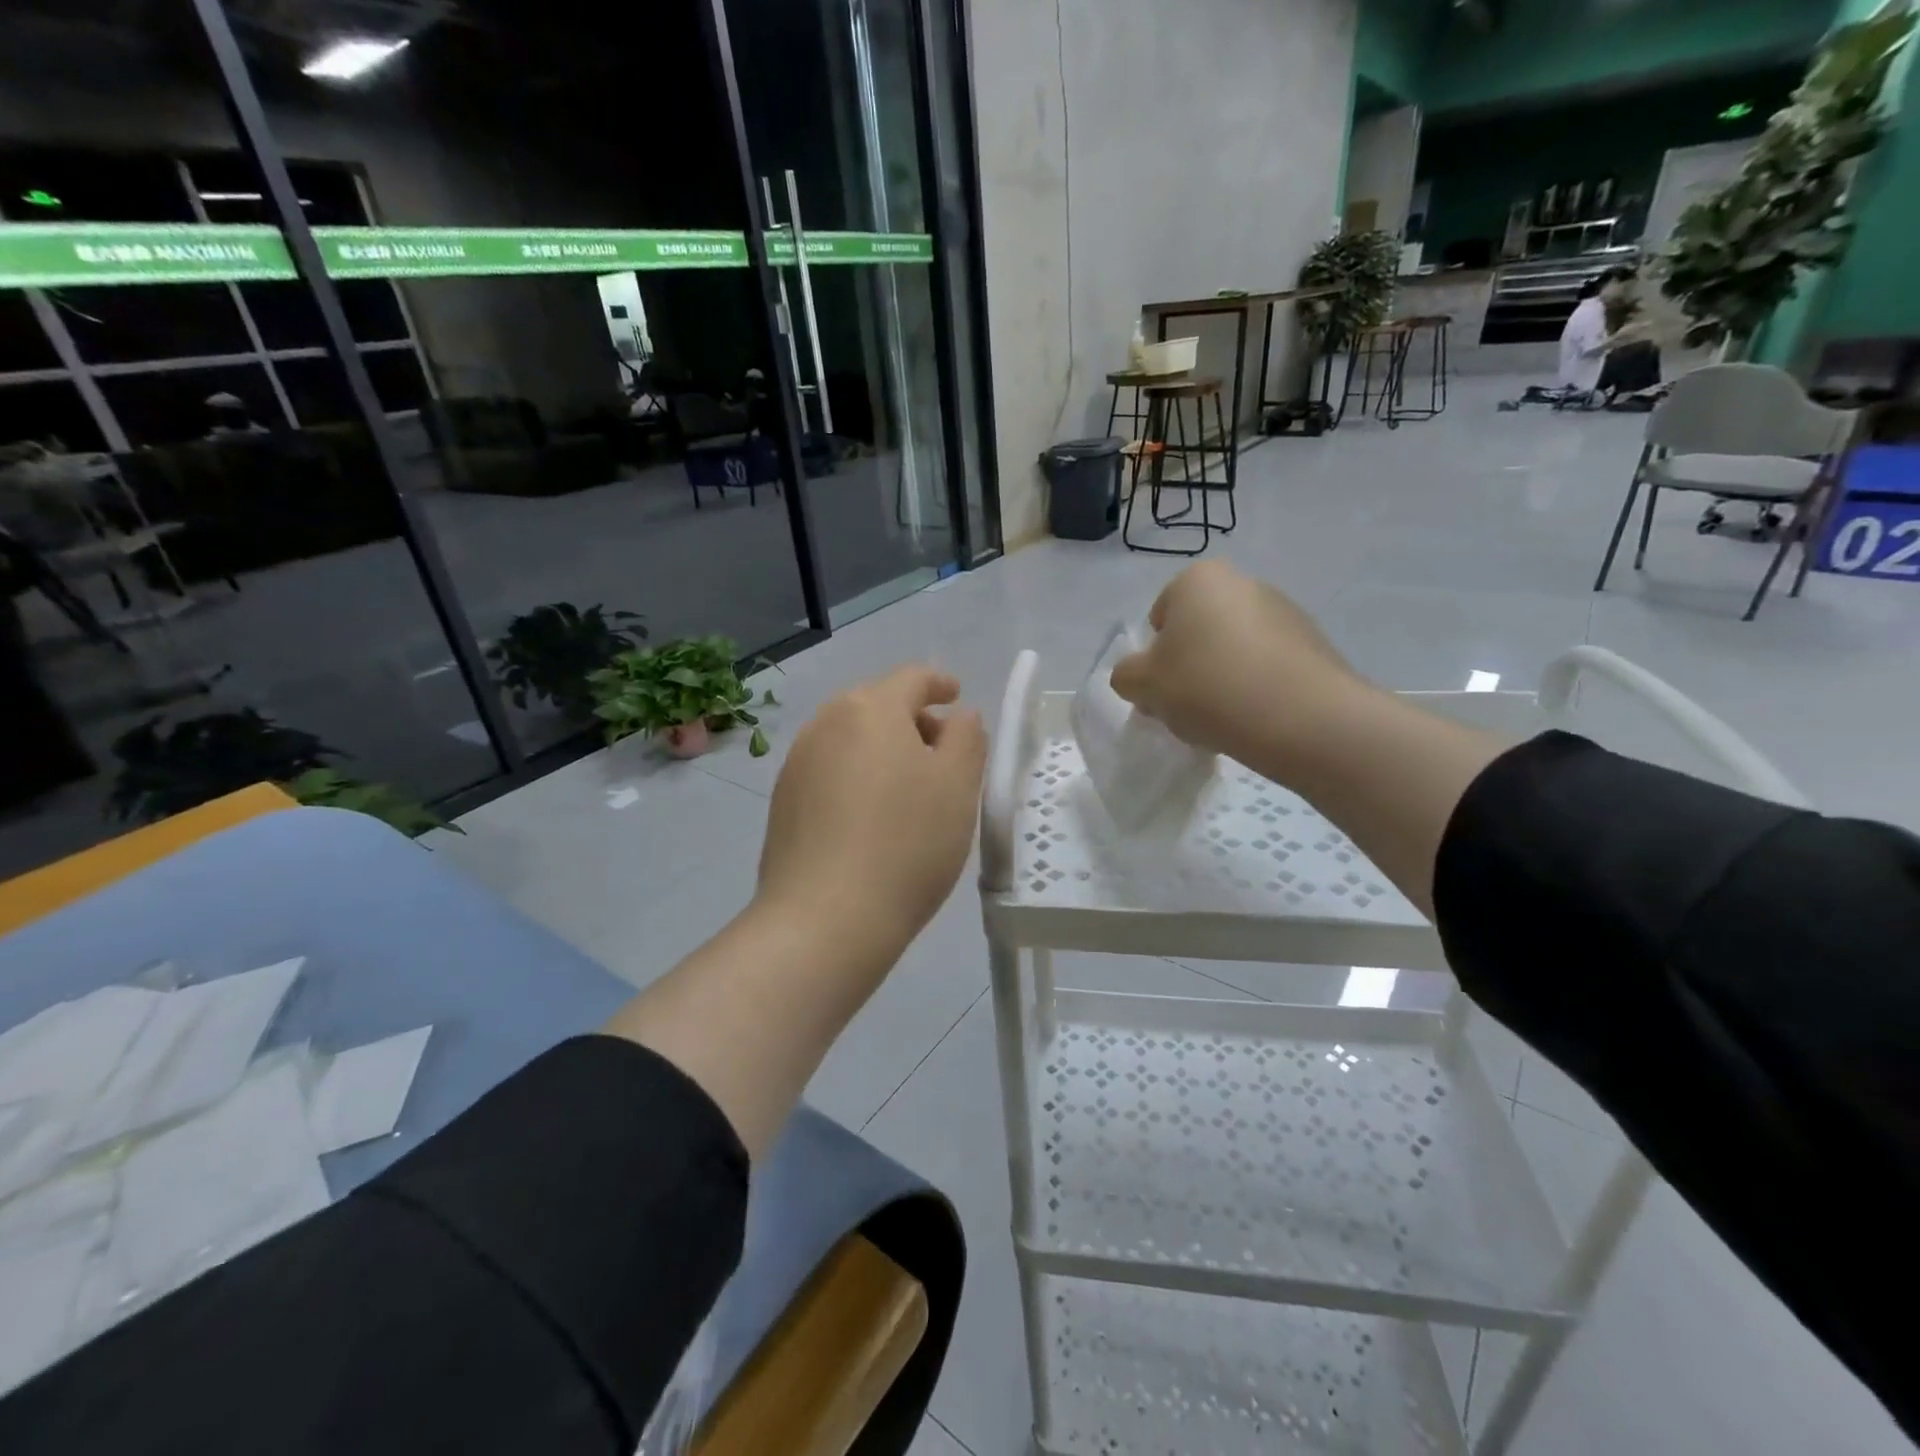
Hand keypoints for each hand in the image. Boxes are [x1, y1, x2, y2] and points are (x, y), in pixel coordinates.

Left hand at [756, 665, 987, 969]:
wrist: (825, 919)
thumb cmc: (907, 843)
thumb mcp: (958, 786)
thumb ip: (966, 738)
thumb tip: (959, 715)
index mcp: (870, 708)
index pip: (912, 677)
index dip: (939, 683)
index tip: (957, 697)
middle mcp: (826, 723)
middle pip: (876, 704)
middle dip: (912, 719)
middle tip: (941, 752)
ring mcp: (797, 762)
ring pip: (850, 738)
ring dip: (882, 748)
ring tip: (907, 787)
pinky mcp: (783, 801)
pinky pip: (829, 770)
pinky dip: (856, 776)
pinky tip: (869, 816)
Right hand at [1110, 561, 1362, 765]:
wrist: (1302, 718)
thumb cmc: (1208, 687)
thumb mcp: (1143, 685)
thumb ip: (1127, 675)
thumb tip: (1141, 676)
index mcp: (1199, 580)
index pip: (1159, 616)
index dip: (1155, 657)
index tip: (1163, 688)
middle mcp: (1244, 583)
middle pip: (1199, 632)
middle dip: (1190, 666)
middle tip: (1188, 707)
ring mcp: (1285, 611)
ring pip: (1234, 650)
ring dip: (1223, 679)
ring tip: (1224, 719)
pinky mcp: (1314, 645)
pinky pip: (1267, 667)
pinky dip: (1255, 688)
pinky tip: (1255, 719)